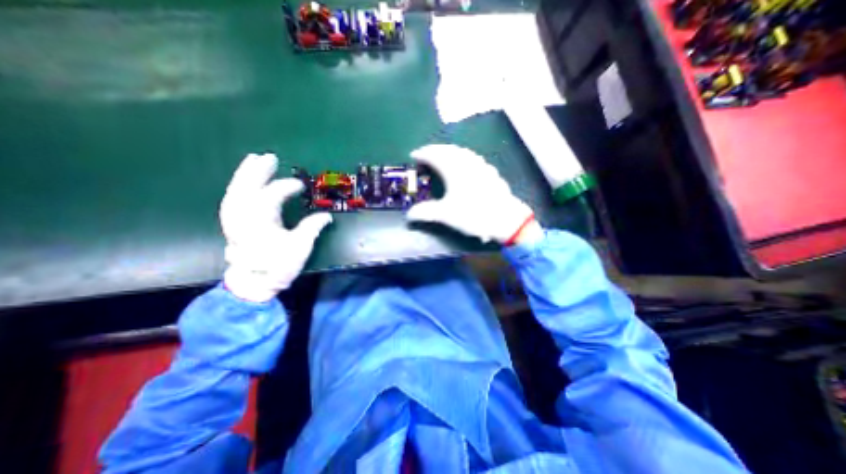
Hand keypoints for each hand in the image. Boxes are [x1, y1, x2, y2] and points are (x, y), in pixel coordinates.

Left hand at [219, 156, 332, 303]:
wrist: (253, 283)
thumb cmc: (278, 266)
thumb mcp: (300, 247)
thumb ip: (312, 228)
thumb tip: (326, 216)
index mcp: (260, 220)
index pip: (273, 195)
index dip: (287, 187)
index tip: (302, 186)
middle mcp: (242, 215)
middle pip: (247, 186)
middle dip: (258, 170)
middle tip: (269, 156)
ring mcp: (233, 218)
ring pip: (235, 189)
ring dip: (244, 174)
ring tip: (253, 160)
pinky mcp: (231, 222)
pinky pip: (231, 198)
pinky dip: (237, 187)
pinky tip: (242, 182)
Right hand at [405, 144, 538, 246]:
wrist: (505, 218)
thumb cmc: (474, 214)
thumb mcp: (446, 215)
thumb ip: (425, 213)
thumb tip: (409, 215)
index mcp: (454, 168)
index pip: (434, 155)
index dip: (422, 154)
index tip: (413, 155)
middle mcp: (467, 162)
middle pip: (448, 149)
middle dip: (434, 150)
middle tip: (425, 155)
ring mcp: (481, 165)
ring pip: (462, 151)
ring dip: (449, 151)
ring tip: (442, 156)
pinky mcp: (490, 172)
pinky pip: (472, 158)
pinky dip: (462, 157)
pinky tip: (465, 164)